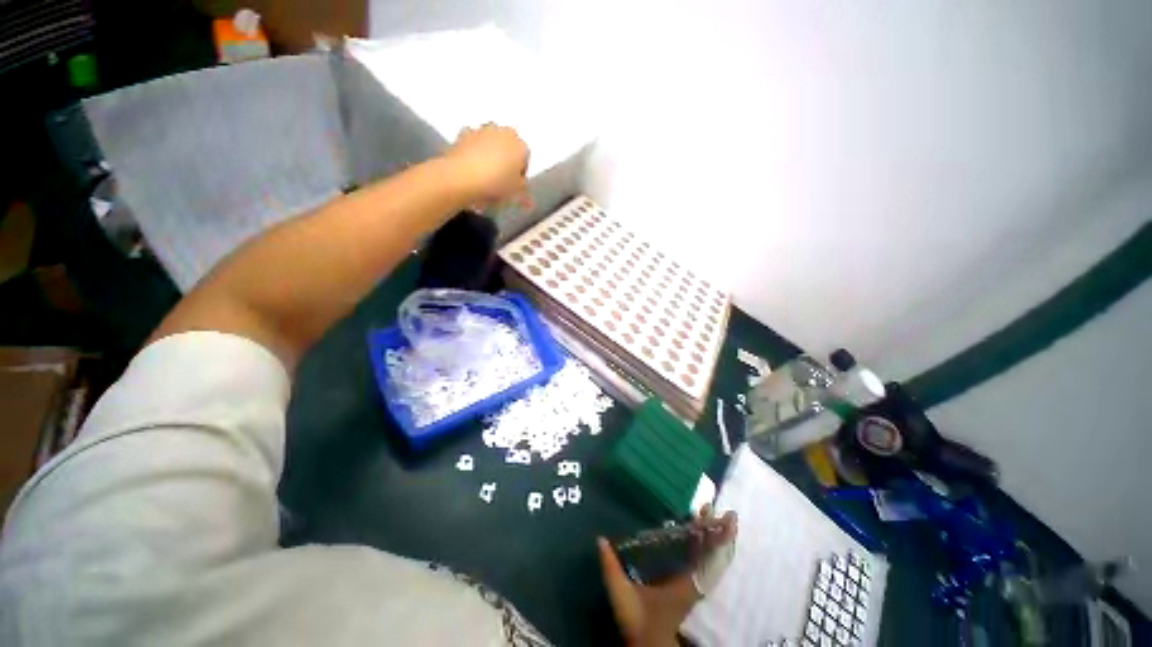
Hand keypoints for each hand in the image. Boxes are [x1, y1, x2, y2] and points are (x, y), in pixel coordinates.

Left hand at [443, 124, 530, 209]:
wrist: (461, 177)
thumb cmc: (495, 185)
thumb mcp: (514, 192)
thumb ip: (522, 188)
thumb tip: (523, 188)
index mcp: (520, 145)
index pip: (525, 158)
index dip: (520, 173)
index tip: (514, 185)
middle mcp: (503, 132)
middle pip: (508, 147)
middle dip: (506, 159)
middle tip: (500, 178)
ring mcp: (482, 129)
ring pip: (491, 142)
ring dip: (490, 153)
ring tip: (484, 173)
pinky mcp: (464, 133)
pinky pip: (474, 143)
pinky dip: (475, 151)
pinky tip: (471, 167)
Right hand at [597, 508, 737, 646]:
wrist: (649, 644)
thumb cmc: (638, 620)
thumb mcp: (622, 595)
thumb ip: (611, 568)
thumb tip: (600, 540)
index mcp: (684, 585)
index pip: (707, 560)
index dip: (719, 540)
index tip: (728, 521)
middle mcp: (694, 584)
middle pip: (714, 557)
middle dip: (720, 533)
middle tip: (726, 511)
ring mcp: (693, 585)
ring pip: (711, 559)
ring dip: (714, 537)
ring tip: (713, 514)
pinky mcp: (688, 585)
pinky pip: (703, 562)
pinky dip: (706, 546)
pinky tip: (701, 532)